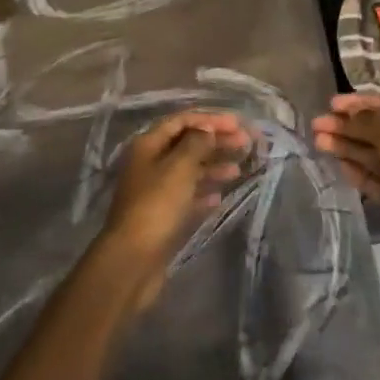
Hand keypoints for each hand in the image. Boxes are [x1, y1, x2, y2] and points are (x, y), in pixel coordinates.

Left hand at [101, 110, 250, 309]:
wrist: (134, 260)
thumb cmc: (157, 206)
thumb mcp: (179, 167)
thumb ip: (196, 143)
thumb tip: (206, 129)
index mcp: (148, 145)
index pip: (182, 121)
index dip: (210, 119)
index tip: (238, 124)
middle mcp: (150, 163)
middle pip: (187, 144)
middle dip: (216, 141)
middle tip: (245, 144)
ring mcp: (155, 191)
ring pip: (189, 171)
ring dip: (213, 166)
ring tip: (238, 170)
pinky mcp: (162, 216)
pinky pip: (187, 196)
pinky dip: (204, 193)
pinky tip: (220, 196)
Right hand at [313, 93, 379, 326]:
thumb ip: (371, 124)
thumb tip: (351, 114)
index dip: (361, 102)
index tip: (332, 104)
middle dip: (349, 126)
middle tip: (317, 126)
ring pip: (376, 157)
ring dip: (349, 147)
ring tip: (320, 143)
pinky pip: (379, 182)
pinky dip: (360, 173)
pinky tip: (340, 167)